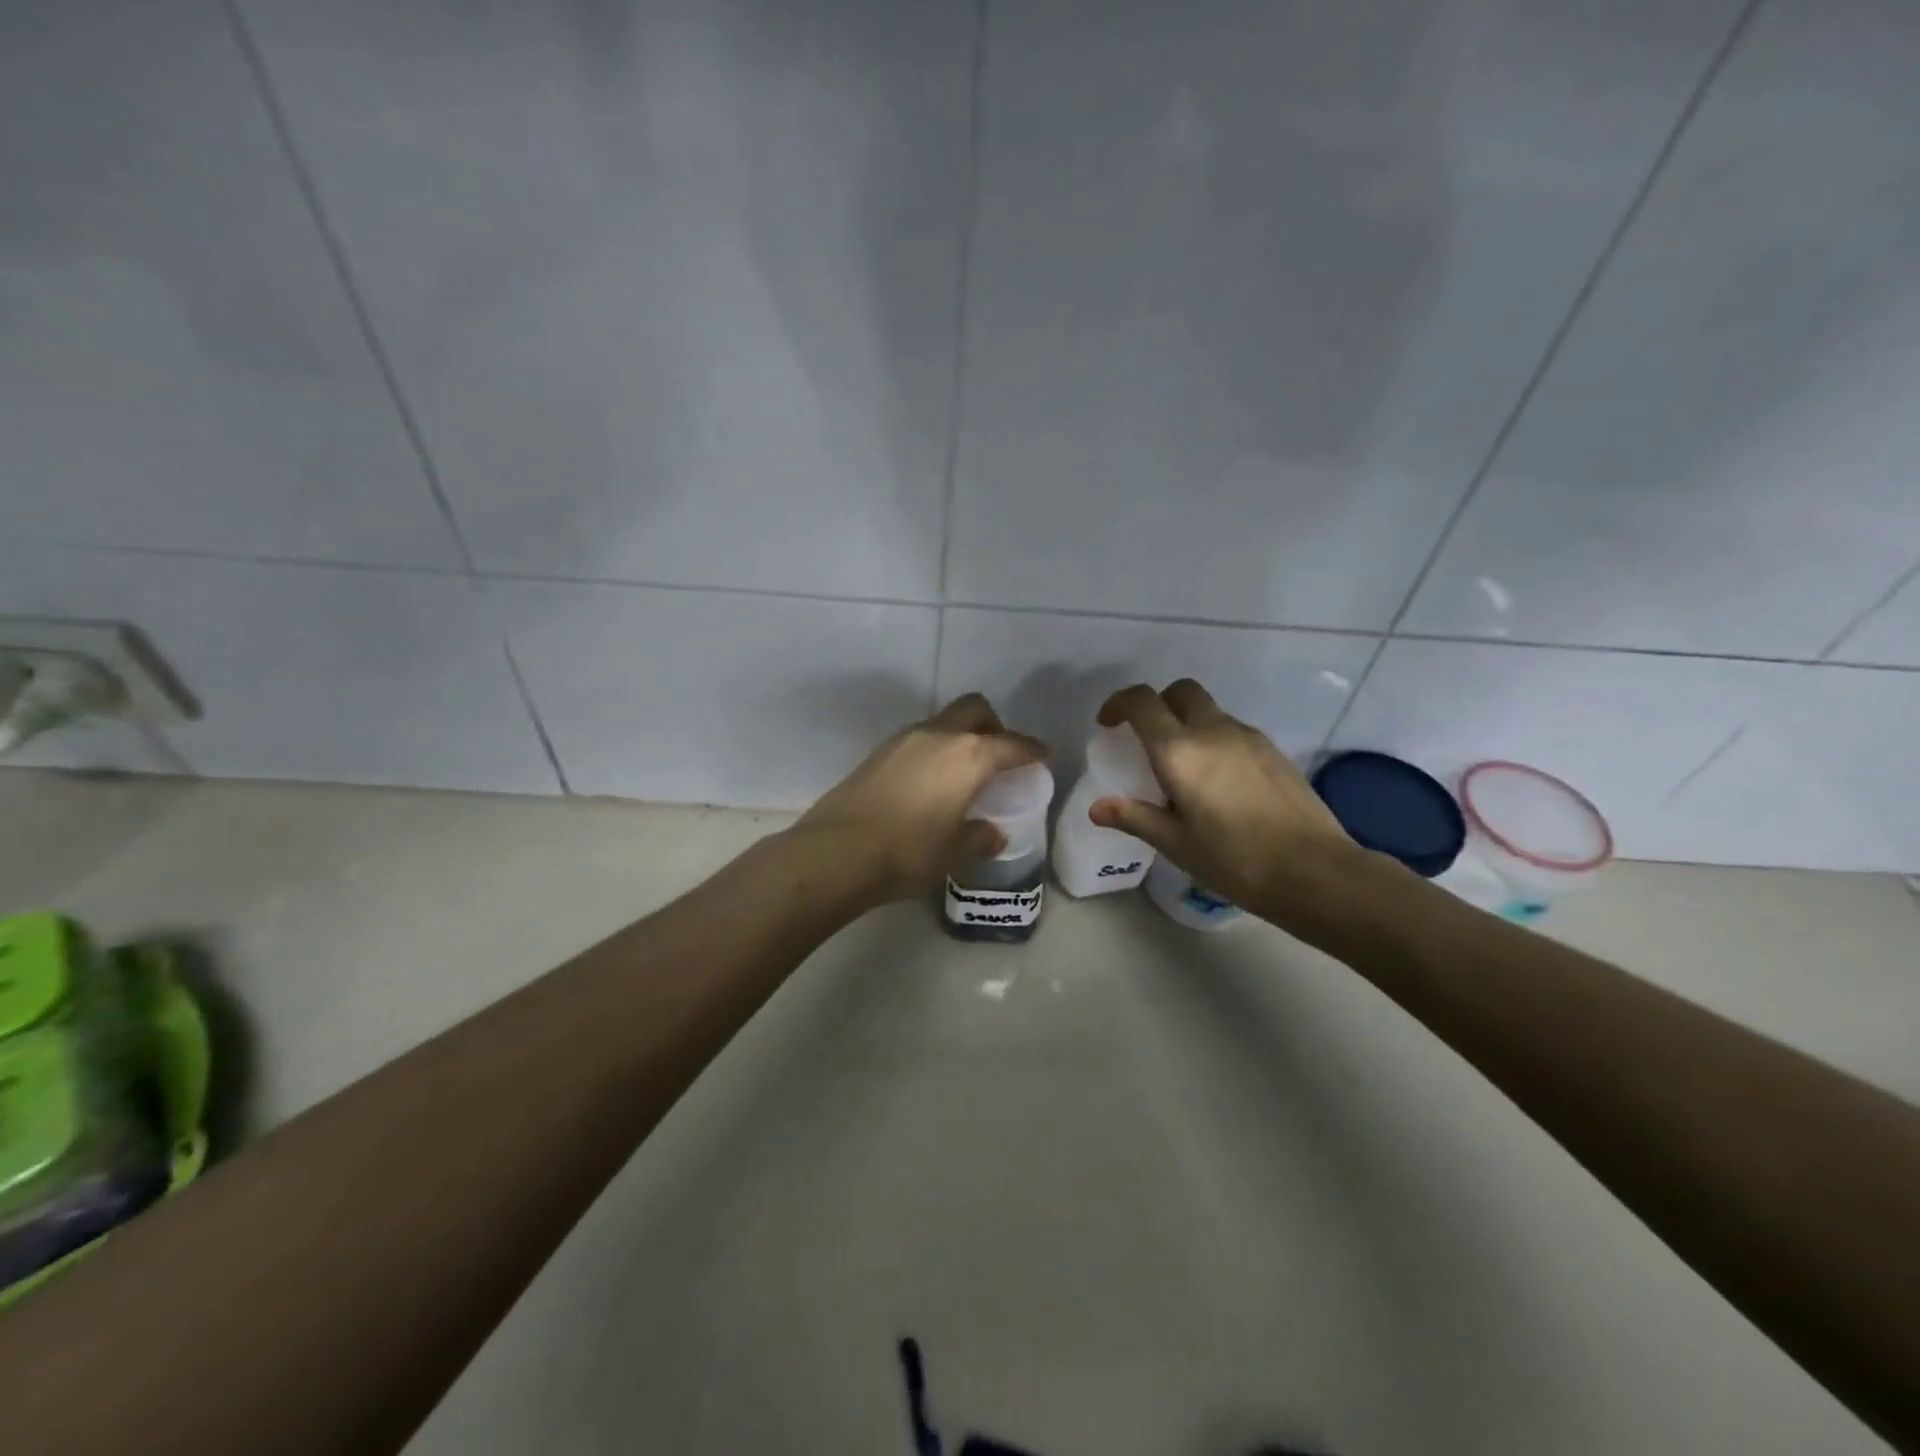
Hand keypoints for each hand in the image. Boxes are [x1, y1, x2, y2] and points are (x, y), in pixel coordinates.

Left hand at [794, 693, 1047, 903]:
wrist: (837, 851)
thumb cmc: (909, 852)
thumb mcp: (954, 852)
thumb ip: (979, 837)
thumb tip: (991, 833)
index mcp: (969, 756)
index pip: (1012, 744)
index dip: (1031, 750)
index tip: (1042, 756)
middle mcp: (939, 736)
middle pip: (975, 709)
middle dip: (993, 725)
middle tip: (998, 755)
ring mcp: (904, 740)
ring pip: (943, 721)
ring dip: (959, 736)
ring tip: (962, 771)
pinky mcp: (878, 752)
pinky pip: (918, 739)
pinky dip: (933, 750)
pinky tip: (928, 781)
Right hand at [1088, 679, 1354, 920]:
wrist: (1314, 871)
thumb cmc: (1234, 860)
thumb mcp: (1175, 844)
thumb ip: (1134, 817)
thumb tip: (1096, 808)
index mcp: (1179, 751)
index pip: (1142, 702)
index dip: (1119, 704)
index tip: (1108, 725)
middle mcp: (1212, 731)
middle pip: (1180, 691)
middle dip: (1157, 704)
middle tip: (1146, 738)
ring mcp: (1248, 737)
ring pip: (1209, 710)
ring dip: (1187, 723)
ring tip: (1183, 768)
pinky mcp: (1273, 750)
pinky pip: (1232, 730)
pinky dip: (1214, 740)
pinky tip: (1219, 782)